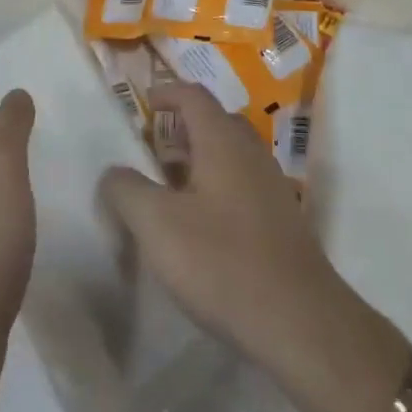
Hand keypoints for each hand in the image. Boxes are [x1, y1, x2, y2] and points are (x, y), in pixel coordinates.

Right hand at [99, 81, 410, 411]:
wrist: (297, 318)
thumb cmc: (221, 261)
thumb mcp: (158, 225)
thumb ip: (128, 191)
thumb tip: (113, 171)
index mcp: (222, 140)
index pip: (193, 96)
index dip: (166, 93)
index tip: (143, 104)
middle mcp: (250, 151)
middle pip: (215, 121)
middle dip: (182, 126)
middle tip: (152, 146)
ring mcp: (270, 183)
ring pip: (230, 153)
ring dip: (199, 157)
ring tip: (169, 185)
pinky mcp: (280, 216)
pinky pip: (242, 181)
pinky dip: (216, 183)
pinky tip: (201, 221)